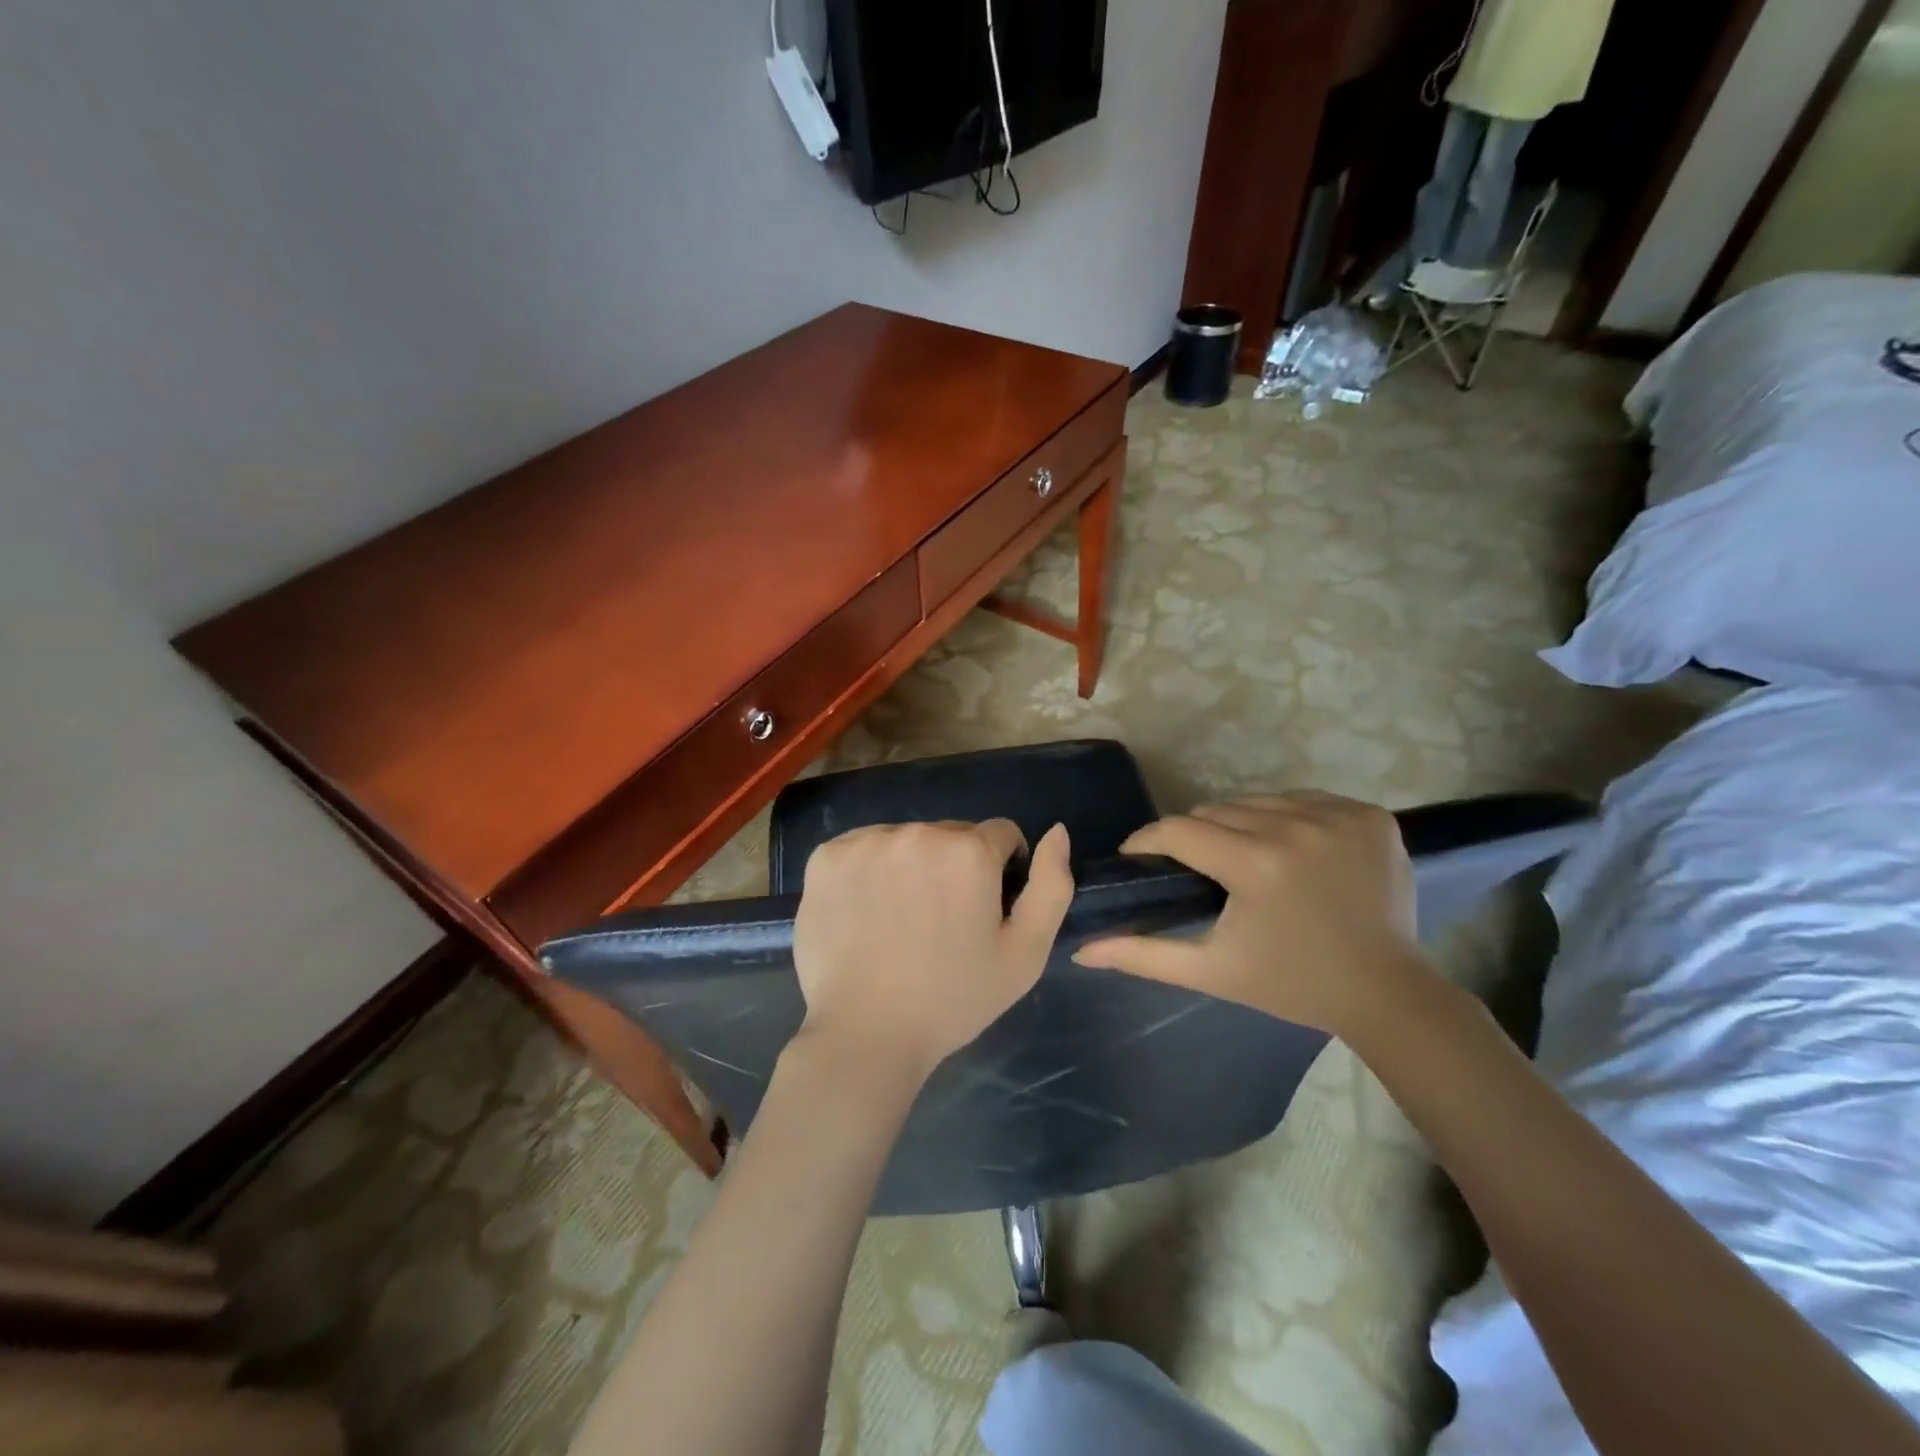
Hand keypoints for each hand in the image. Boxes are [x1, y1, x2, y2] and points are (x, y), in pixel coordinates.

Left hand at [792, 819, 1074, 1078]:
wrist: (866, 1036)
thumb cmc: (953, 999)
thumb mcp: (1026, 953)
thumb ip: (1052, 886)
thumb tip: (1057, 832)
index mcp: (969, 852)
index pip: (1000, 835)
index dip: (1000, 871)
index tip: (983, 910)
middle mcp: (918, 833)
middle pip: (951, 835)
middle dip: (955, 866)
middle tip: (941, 921)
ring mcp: (866, 842)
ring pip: (906, 839)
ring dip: (911, 865)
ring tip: (901, 920)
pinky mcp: (826, 857)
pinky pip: (862, 848)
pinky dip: (869, 870)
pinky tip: (866, 912)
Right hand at [1073, 793, 1426, 1039]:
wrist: (1387, 994)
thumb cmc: (1291, 984)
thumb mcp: (1211, 971)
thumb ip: (1142, 955)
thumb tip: (1080, 951)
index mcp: (1256, 865)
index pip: (1179, 830)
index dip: (1148, 841)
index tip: (1138, 857)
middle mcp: (1297, 828)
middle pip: (1217, 812)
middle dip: (1195, 837)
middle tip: (1195, 869)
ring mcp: (1340, 817)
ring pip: (1259, 802)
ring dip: (1239, 824)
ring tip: (1240, 858)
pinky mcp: (1372, 816)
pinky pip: (1304, 800)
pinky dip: (1287, 818)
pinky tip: (1289, 849)